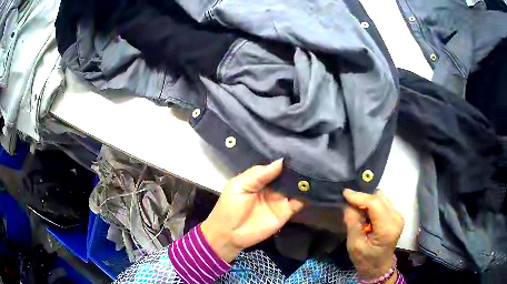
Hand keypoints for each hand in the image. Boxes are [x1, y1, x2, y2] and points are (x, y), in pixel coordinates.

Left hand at [201, 159, 304, 262]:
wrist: (229, 234)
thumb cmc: (230, 207)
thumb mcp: (239, 186)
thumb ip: (259, 174)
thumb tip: (281, 161)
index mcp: (259, 178)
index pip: (275, 166)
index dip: (285, 160)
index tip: (298, 150)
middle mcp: (272, 187)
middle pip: (287, 175)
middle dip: (297, 169)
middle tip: (311, 158)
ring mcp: (280, 199)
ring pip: (295, 187)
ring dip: (304, 181)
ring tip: (315, 170)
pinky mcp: (286, 212)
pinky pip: (299, 202)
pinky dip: (307, 196)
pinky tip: (314, 187)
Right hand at [343, 189, 403, 281]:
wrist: (378, 268)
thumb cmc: (365, 260)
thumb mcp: (354, 244)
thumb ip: (352, 222)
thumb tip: (348, 203)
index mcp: (387, 228)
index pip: (374, 204)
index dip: (359, 197)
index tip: (344, 193)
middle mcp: (396, 218)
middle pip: (379, 198)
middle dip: (362, 198)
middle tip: (348, 204)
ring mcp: (398, 216)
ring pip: (381, 198)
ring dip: (368, 201)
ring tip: (357, 210)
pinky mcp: (397, 216)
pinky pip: (383, 202)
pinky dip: (372, 205)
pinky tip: (366, 214)